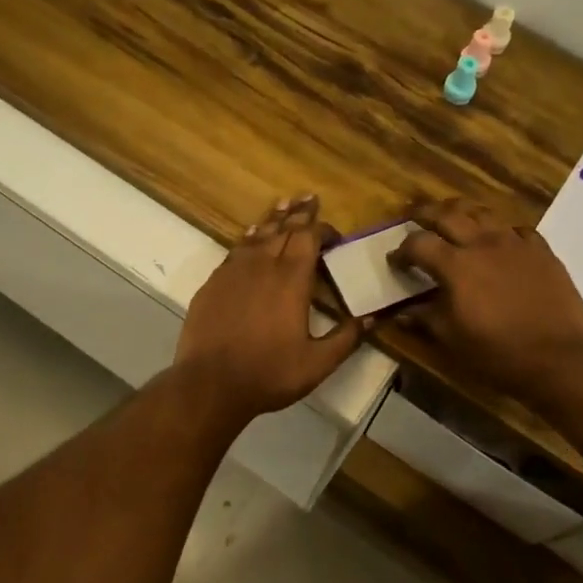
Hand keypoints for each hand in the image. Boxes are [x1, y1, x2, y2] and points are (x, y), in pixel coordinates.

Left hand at [174, 195, 365, 424]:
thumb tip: (372, 318)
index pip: (308, 238)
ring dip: (272, 220)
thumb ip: (346, 338)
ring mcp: (232, 273)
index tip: (333, 233)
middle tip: (308, 198)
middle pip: (283, 230)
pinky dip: (247, 240)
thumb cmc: (268, 374)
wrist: (210, 384)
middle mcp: (262, 267)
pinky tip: (249, 240)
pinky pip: (234, 252)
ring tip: (282, 206)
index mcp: (291, 280)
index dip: (321, 229)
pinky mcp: (212, 285)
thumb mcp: (317, 363)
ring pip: (255, 236)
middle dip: (298, 214)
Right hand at [390, 197, 582, 397]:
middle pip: (448, 214)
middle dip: (425, 213)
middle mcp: (483, 243)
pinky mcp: (542, 251)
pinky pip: (517, 230)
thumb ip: (425, 319)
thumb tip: (401, 312)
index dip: (402, 250)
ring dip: (462, 212)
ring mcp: (516, 243)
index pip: (418, 243)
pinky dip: (500, 231)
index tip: (395, 261)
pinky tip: (500, 243)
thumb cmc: (498, 353)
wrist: (560, 357)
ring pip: (483, 213)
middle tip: (414, 217)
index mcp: (455, 265)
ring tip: (454, 219)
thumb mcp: (452, 340)